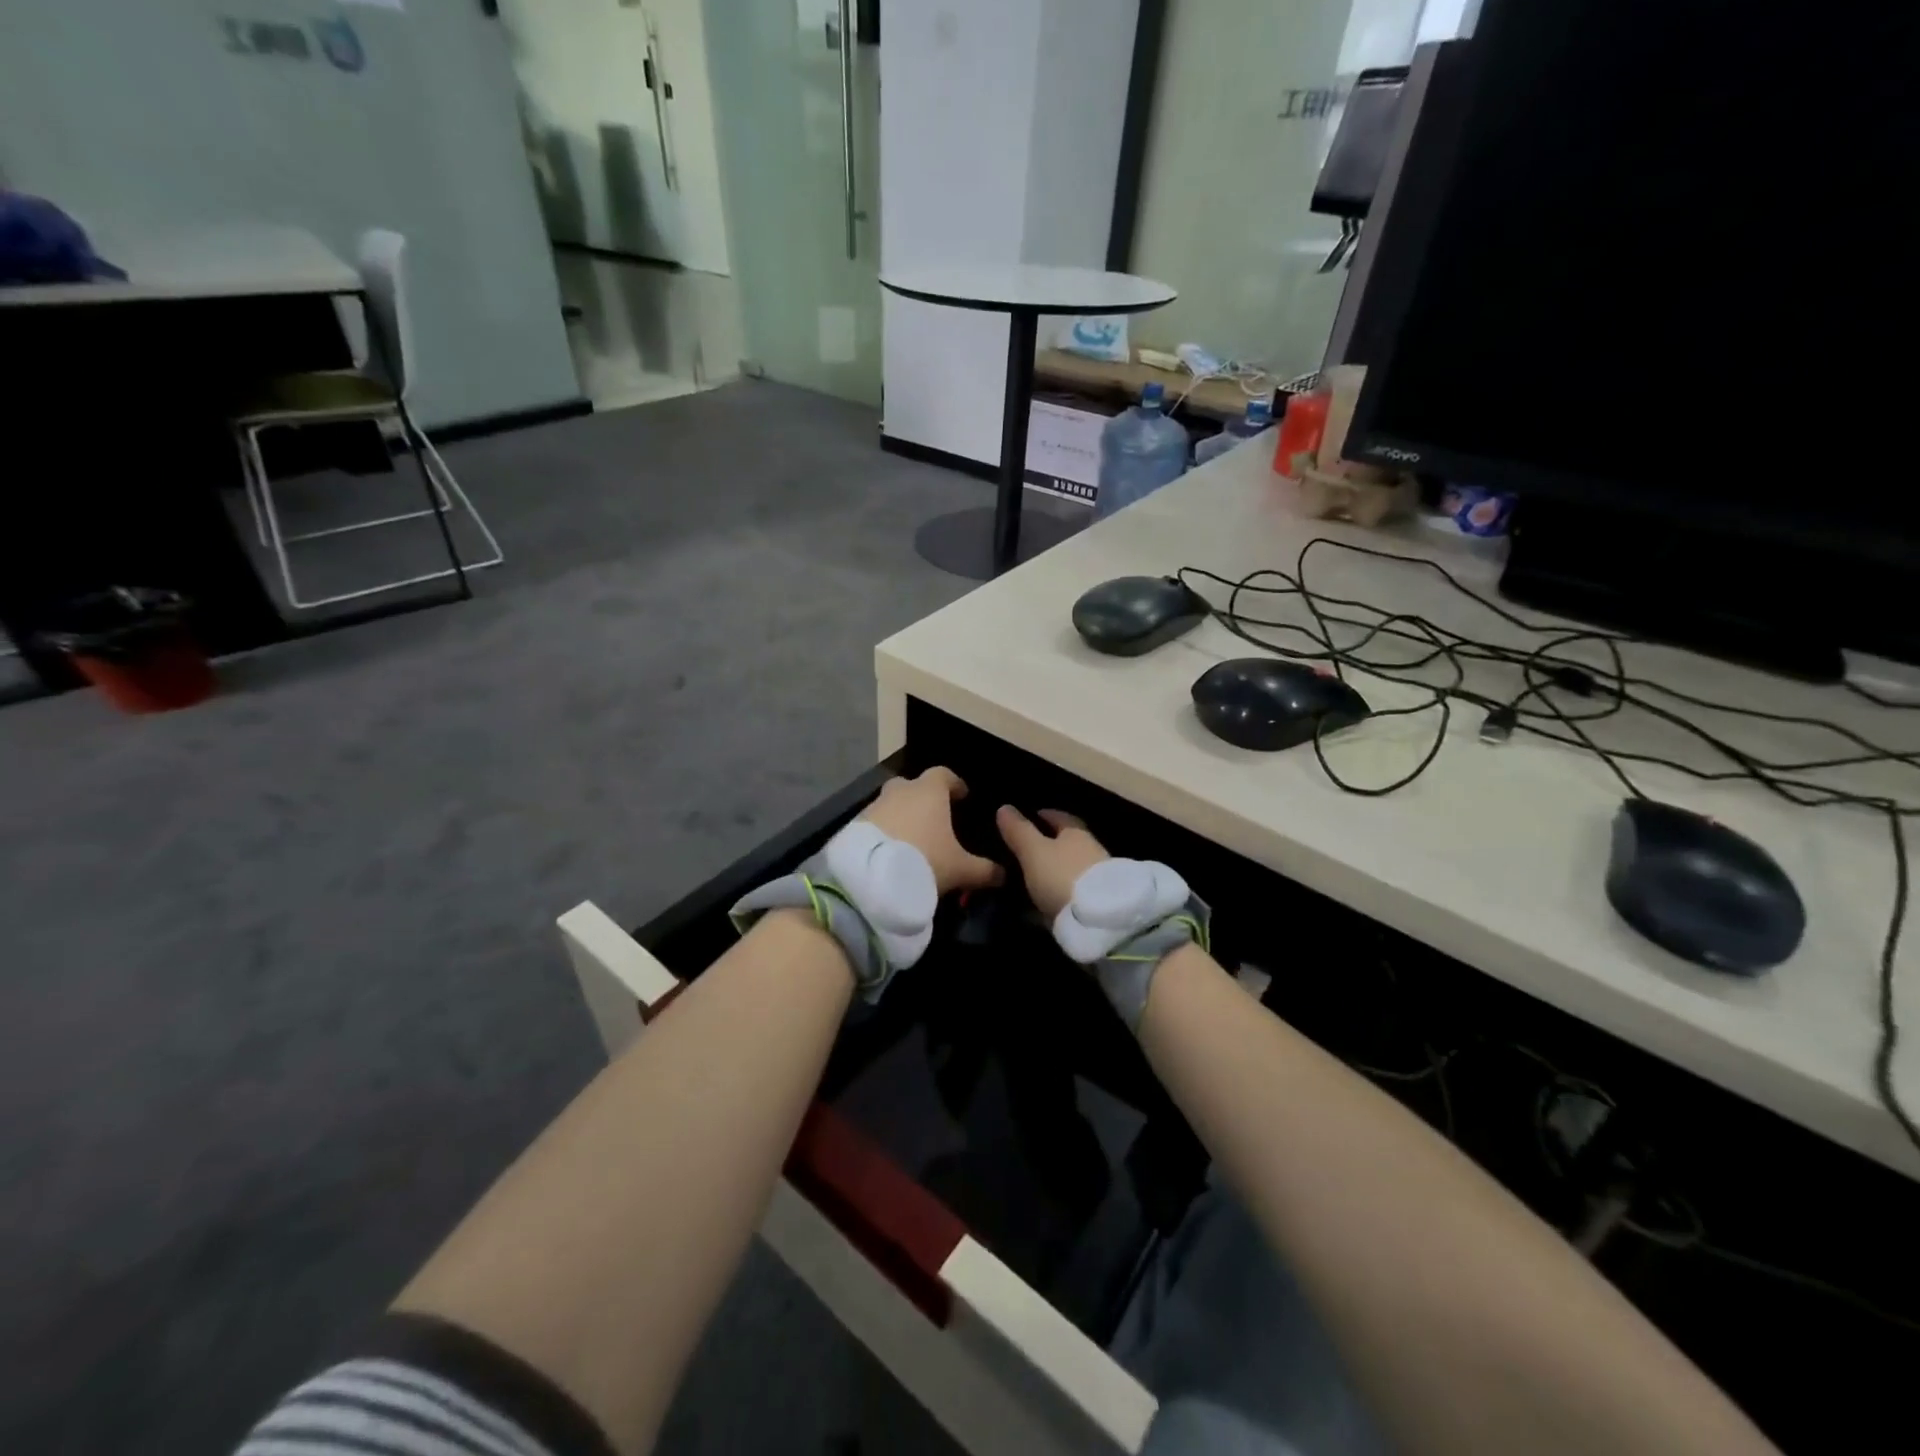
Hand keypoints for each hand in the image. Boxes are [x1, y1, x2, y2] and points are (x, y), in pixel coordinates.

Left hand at [859, 768, 1002, 896]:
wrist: (870, 878)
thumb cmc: (924, 861)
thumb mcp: (961, 869)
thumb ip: (984, 870)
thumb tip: (1004, 874)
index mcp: (928, 791)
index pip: (944, 774)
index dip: (955, 784)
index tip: (962, 796)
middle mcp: (900, 791)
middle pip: (913, 786)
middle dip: (923, 798)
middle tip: (934, 819)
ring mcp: (874, 806)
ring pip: (892, 804)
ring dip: (901, 816)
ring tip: (912, 841)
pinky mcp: (855, 825)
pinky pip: (875, 823)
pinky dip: (884, 832)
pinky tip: (889, 852)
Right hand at [995, 806, 1110, 919]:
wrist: (1098, 919)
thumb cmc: (1062, 875)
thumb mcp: (1033, 851)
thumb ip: (1019, 831)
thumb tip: (1004, 807)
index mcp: (1076, 833)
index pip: (1062, 818)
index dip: (1047, 815)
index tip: (1035, 815)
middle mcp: (1091, 851)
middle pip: (1069, 843)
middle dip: (1052, 844)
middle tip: (1030, 848)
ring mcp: (1097, 878)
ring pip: (1072, 868)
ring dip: (1056, 870)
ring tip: (1034, 876)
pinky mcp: (1098, 903)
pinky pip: (1074, 891)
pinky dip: (1060, 891)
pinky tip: (1047, 900)